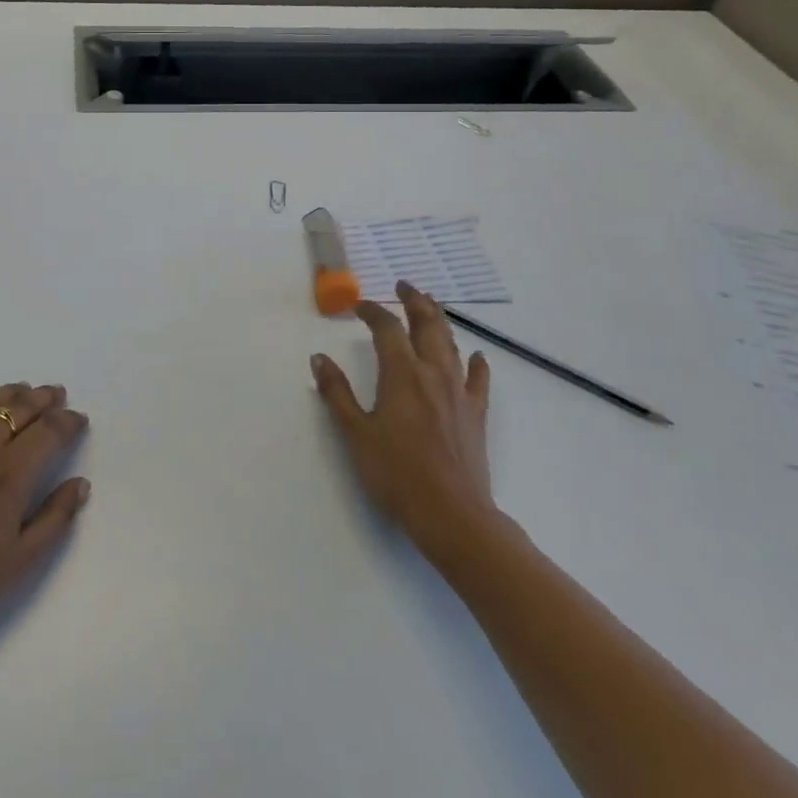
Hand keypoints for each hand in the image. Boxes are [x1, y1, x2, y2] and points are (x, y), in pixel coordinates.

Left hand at [0, 383, 90, 658]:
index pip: (48, 431)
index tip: (78, 419)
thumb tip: (80, 483)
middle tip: (55, 393)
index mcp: (10, 475)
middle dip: (42, 398)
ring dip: (6, 394)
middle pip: (17, 409)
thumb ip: (55, 517)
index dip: (67, 421)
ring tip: (21, 390)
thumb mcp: (20, 560)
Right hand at [311, 283, 493, 559]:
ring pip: (451, 344)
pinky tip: (475, 356)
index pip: (386, 328)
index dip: (372, 311)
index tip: (358, 306)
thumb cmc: (396, 473)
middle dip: (414, 300)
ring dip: (440, 320)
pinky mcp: (476, 413)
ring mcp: (459, 392)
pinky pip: (478, 379)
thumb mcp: (355, 433)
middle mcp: (433, 373)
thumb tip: (319, 358)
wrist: (451, 513)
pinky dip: (475, 363)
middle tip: (404, 284)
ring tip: (431, 305)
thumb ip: (337, 393)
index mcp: (401, 374)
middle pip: (426, 324)